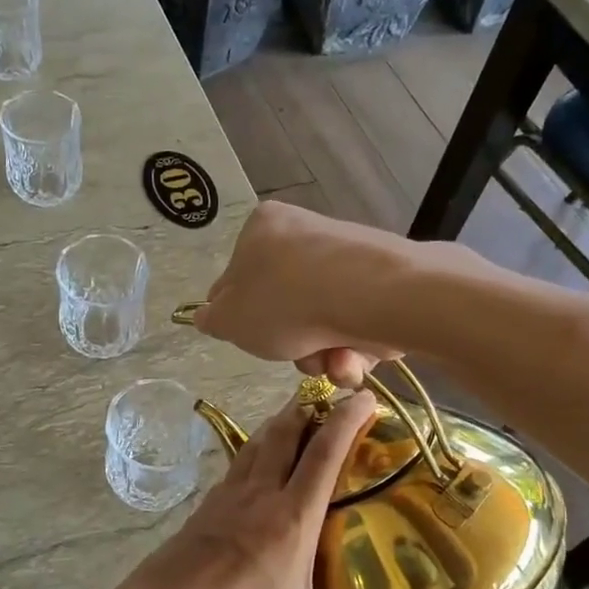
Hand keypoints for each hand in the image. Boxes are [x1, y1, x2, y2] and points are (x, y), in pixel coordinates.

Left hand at [105, 392, 391, 588]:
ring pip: (252, 449)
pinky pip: (231, 473)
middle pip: (283, 437)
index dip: (347, 421)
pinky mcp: (197, 515)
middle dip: (307, 412)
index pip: (325, 455)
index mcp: (291, 520)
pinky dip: (247, 458)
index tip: (364, 397)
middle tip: (325, 400)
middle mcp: (257, 499)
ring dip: (274, 430)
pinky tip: (247, 472)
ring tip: (290, 423)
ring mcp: (222, 503)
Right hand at [191, 202, 409, 387]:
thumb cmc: (286, 302)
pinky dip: (352, 346)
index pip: (237, 278)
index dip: (242, 317)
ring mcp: (346, 255)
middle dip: (291, 344)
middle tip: (294, 357)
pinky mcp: (382, 279)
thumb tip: (207, 316)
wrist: (373, 295)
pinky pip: (354, 321)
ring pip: (321, 321)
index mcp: (261, 228)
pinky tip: (353, 355)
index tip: (252, 338)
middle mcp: (304, 232)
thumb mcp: (229, 319)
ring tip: (330, 360)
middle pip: (285, 305)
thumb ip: (212, 319)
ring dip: (321, 353)